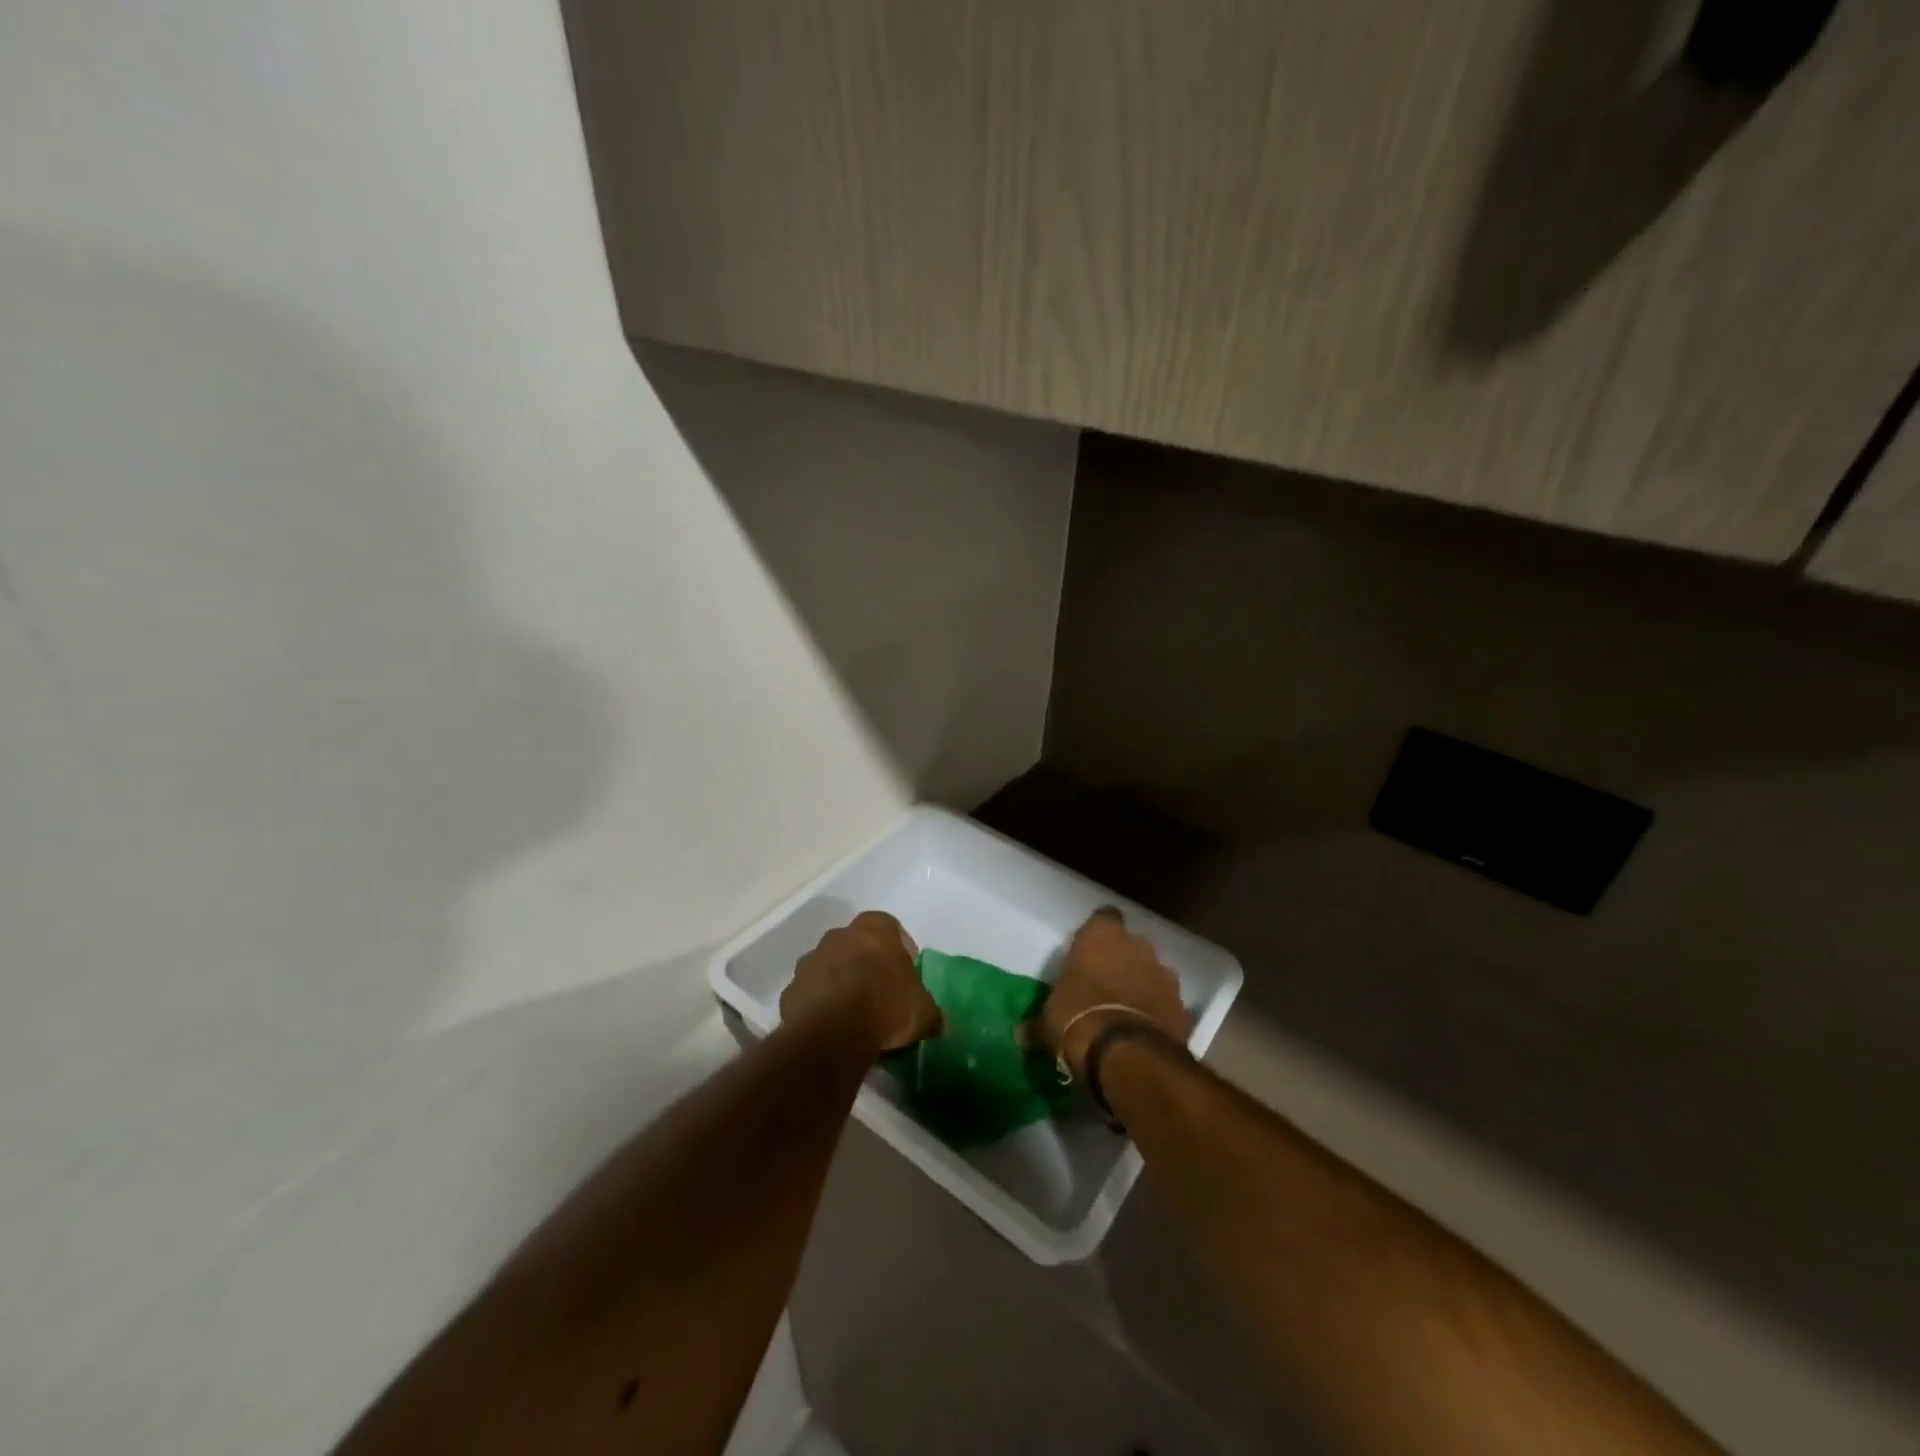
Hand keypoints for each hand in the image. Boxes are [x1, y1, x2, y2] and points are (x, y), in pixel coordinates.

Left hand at [781, 910, 941, 1052]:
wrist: (832, 1034)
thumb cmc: (885, 1008)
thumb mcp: (924, 1013)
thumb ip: (930, 1012)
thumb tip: (936, 1021)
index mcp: (873, 929)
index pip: (890, 927)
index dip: (900, 950)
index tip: (906, 976)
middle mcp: (838, 936)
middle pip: (856, 945)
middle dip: (866, 965)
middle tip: (880, 995)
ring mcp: (810, 961)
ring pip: (829, 968)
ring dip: (840, 985)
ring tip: (854, 1016)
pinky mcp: (789, 991)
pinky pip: (810, 995)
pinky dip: (819, 1007)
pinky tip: (832, 1030)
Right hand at [1041, 908, 1190, 1078]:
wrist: (1128, 1052)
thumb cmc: (1078, 1017)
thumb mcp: (1048, 1021)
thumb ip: (1038, 1023)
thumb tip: (1020, 1034)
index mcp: (1101, 936)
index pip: (1104, 917)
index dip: (1097, 934)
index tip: (1088, 951)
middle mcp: (1137, 945)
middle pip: (1131, 945)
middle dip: (1121, 960)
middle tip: (1104, 984)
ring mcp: (1164, 974)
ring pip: (1152, 971)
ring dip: (1143, 985)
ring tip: (1126, 1010)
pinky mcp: (1182, 1005)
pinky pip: (1166, 1002)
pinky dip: (1158, 1011)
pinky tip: (1144, 1030)